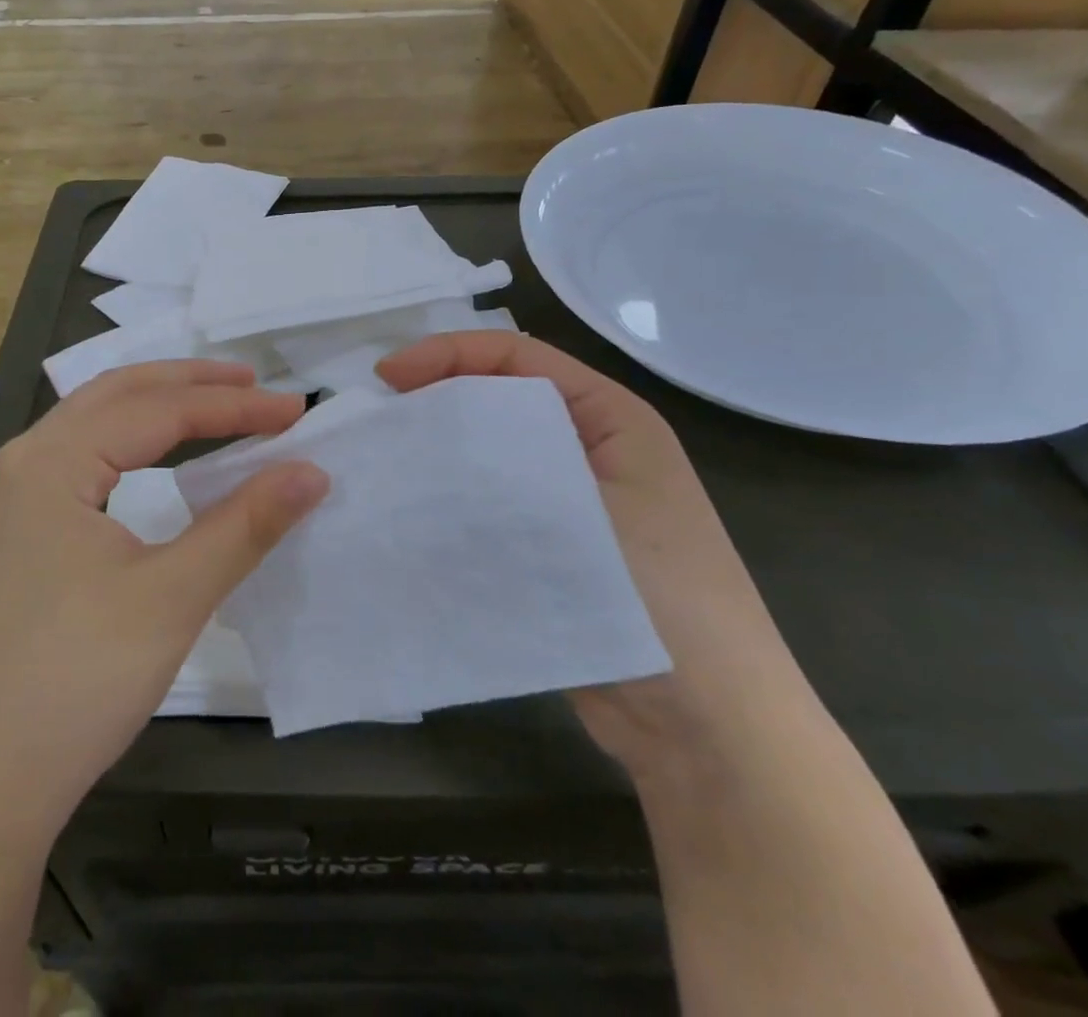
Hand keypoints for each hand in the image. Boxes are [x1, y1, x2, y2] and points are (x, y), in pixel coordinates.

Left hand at [0, 360, 328, 839]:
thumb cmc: (74, 685)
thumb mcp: (172, 598)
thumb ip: (246, 524)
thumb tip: (311, 471)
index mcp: (45, 463)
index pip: (155, 411)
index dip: (232, 407)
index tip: (295, 409)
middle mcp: (13, 464)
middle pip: (113, 396)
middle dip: (187, 383)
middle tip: (254, 383)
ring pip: (87, 426)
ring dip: (153, 410)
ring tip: (214, 408)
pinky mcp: (2, 536)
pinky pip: (71, 463)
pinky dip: (123, 446)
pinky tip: (152, 461)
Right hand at [378, 332, 812, 776]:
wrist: (711, 733)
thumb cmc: (665, 604)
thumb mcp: (583, 513)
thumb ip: (502, 469)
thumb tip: (419, 448)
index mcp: (611, 419)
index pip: (517, 357)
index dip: (448, 354)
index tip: (386, 380)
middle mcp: (589, 450)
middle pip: (498, 400)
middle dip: (435, 399)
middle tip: (376, 421)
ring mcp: (570, 502)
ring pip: (488, 455)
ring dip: (437, 454)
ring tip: (383, 465)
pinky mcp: (549, 549)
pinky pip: (488, 505)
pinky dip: (449, 503)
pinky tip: (408, 516)